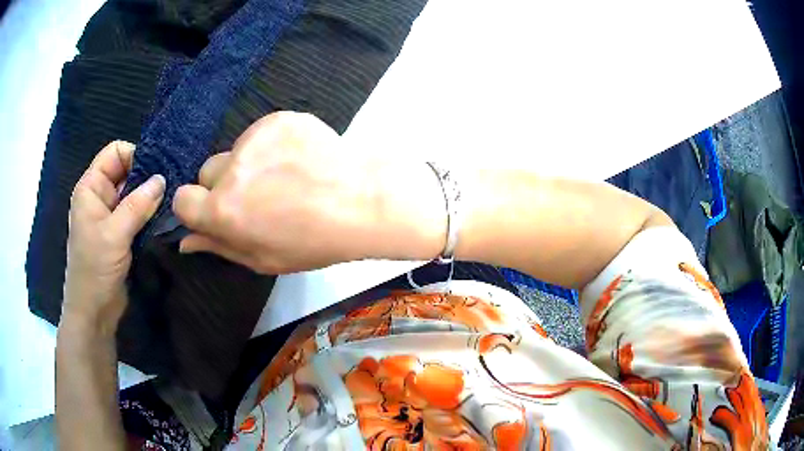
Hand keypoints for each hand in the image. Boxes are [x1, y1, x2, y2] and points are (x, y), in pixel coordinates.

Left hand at [62, 140, 165, 334]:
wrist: (94, 311)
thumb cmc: (95, 269)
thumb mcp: (114, 234)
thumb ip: (137, 204)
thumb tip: (163, 179)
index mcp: (91, 187)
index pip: (115, 153)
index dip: (135, 156)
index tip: (158, 170)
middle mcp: (100, 196)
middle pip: (127, 170)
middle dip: (147, 176)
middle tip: (173, 184)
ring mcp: (111, 215)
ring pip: (134, 193)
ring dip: (151, 196)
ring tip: (173, 200)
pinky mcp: (120, 232)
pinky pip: (137, 213)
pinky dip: (150, 213)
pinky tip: (165, 217)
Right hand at [172, 112, 445, 273]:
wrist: (362, 202)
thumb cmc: (313, 241)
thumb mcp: (262, 258)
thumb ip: (218, 246)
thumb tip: (185, 241)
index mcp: (223, 210)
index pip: (182, 199)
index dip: (197, 207)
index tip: (217, 211)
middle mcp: (232, 168)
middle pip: (207, 171)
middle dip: (223, 185)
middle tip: (259, 197)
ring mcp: (256, 137)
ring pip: (236, 151)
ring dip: (250, 164)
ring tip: (286, 178)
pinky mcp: (279, 118)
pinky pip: (262, 134)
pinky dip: (273, 146)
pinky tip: (298, 160)